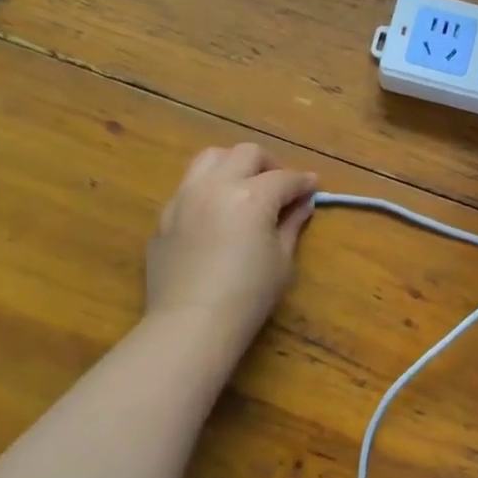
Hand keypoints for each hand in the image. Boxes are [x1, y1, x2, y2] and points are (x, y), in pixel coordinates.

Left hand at [143, 144, 317, 349]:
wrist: (191, 324)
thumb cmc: (248, 295)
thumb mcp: (282, 261)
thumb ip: (291, 225)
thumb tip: (302, 205)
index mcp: (251, 196)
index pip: (285, 178)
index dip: (303, 182)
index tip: (313, 187)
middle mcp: (216, 186)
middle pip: (246, 154)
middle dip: (269, 164)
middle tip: (279, 185)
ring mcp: (185, 198)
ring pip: (210, 158)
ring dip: (233, 165)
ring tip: (243, 186)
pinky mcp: (165, 216)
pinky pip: (188, 187)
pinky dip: (208, 189)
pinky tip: (215, 214)